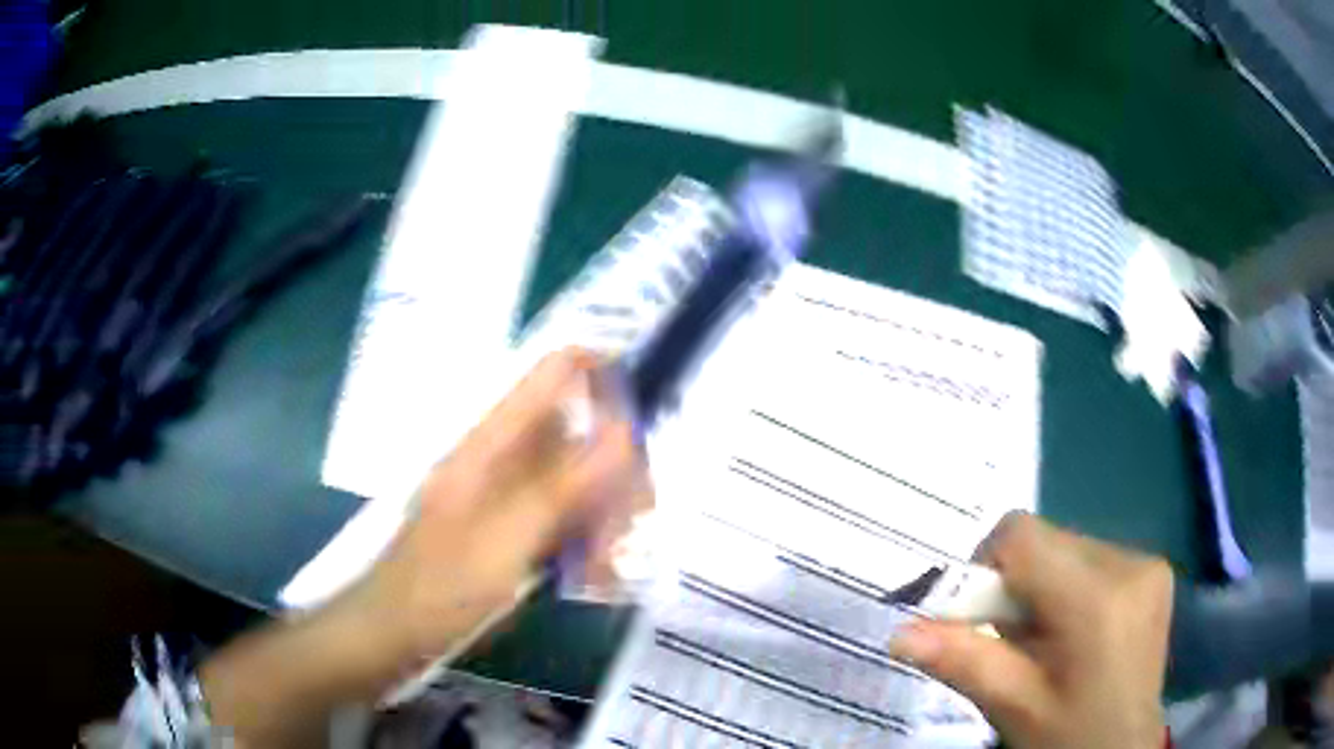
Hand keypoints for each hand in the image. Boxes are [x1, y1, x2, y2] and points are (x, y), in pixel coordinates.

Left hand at [200, 349, 649, 745]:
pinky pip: (567, 519)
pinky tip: (594, 579)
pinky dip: (587, 543)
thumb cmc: (440, 585)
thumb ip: (568, 483)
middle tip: (630, 528)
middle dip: (617, 476)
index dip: (607, 375)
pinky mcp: (514, 528)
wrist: (393, 633)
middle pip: (583, 432)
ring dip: (605, 519)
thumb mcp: (507, 536)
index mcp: (495, 440)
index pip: (556, 371)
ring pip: (582, 481)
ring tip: (606, 570)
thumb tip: (627, 430)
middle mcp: (507, 456)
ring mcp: (511, 493)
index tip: (650, 421)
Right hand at [890, 513, 1173, 748]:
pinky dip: (1070, 588)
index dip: (986, 567)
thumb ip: (962, 660)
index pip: (1022, 534)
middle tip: (1013, 642)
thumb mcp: (1012, 706)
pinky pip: (1093, 558)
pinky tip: (1077, 633)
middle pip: (1045, 541)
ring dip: (1043, 586)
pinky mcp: (1154, 570)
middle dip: (1016, 585)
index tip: (978, 618)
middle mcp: (1129, 563)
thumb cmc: (1068, 737)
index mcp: (1096, 599)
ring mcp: (1148, 564)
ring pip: (1067, 547)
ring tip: (1048, 642)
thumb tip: (898, 634)